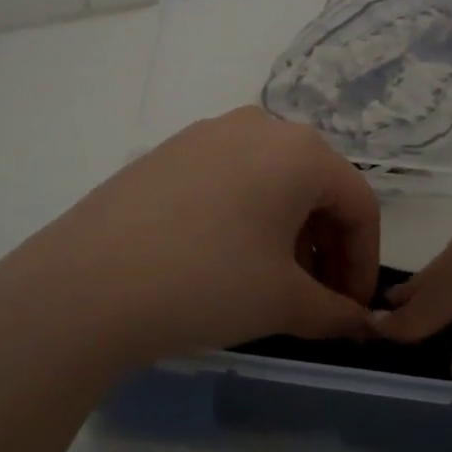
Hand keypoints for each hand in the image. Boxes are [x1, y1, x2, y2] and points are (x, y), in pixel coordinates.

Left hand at [0, 107, 380, 374]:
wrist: (86, 283)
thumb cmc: (207, 282)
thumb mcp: (283, 302)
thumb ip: (335, 312)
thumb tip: (362, 326)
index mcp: (300, 150)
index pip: (358, 204)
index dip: (364, 262)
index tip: (354, 310)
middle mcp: (259, 125)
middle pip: (316, 186)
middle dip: (326, 246)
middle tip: (317, 298)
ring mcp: (208, 133)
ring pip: (272, 180)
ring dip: (287, 231)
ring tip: (273, 282)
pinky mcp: (170, 150)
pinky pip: (230, 177)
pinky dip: (246, 214)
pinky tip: (225, 257)